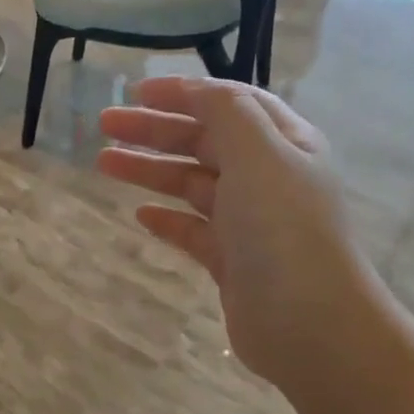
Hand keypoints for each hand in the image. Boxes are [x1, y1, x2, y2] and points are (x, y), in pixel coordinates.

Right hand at [97, 78, 381, 396]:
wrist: (308, 322)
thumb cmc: (283, 229)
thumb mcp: (259, 154)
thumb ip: (226, 113)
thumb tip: (197, 90)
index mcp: (283, 143)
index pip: (228, 104)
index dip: (183, 93)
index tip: (135, 91)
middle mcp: (268, 177)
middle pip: (204, 141)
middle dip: (155, 129)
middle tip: (105, 126)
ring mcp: (249, 222)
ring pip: (192, 184)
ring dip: (150, 170)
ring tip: (104, 163)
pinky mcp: (232, 261)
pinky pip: (193, 230)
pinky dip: (167, 218)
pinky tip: (140, 216)